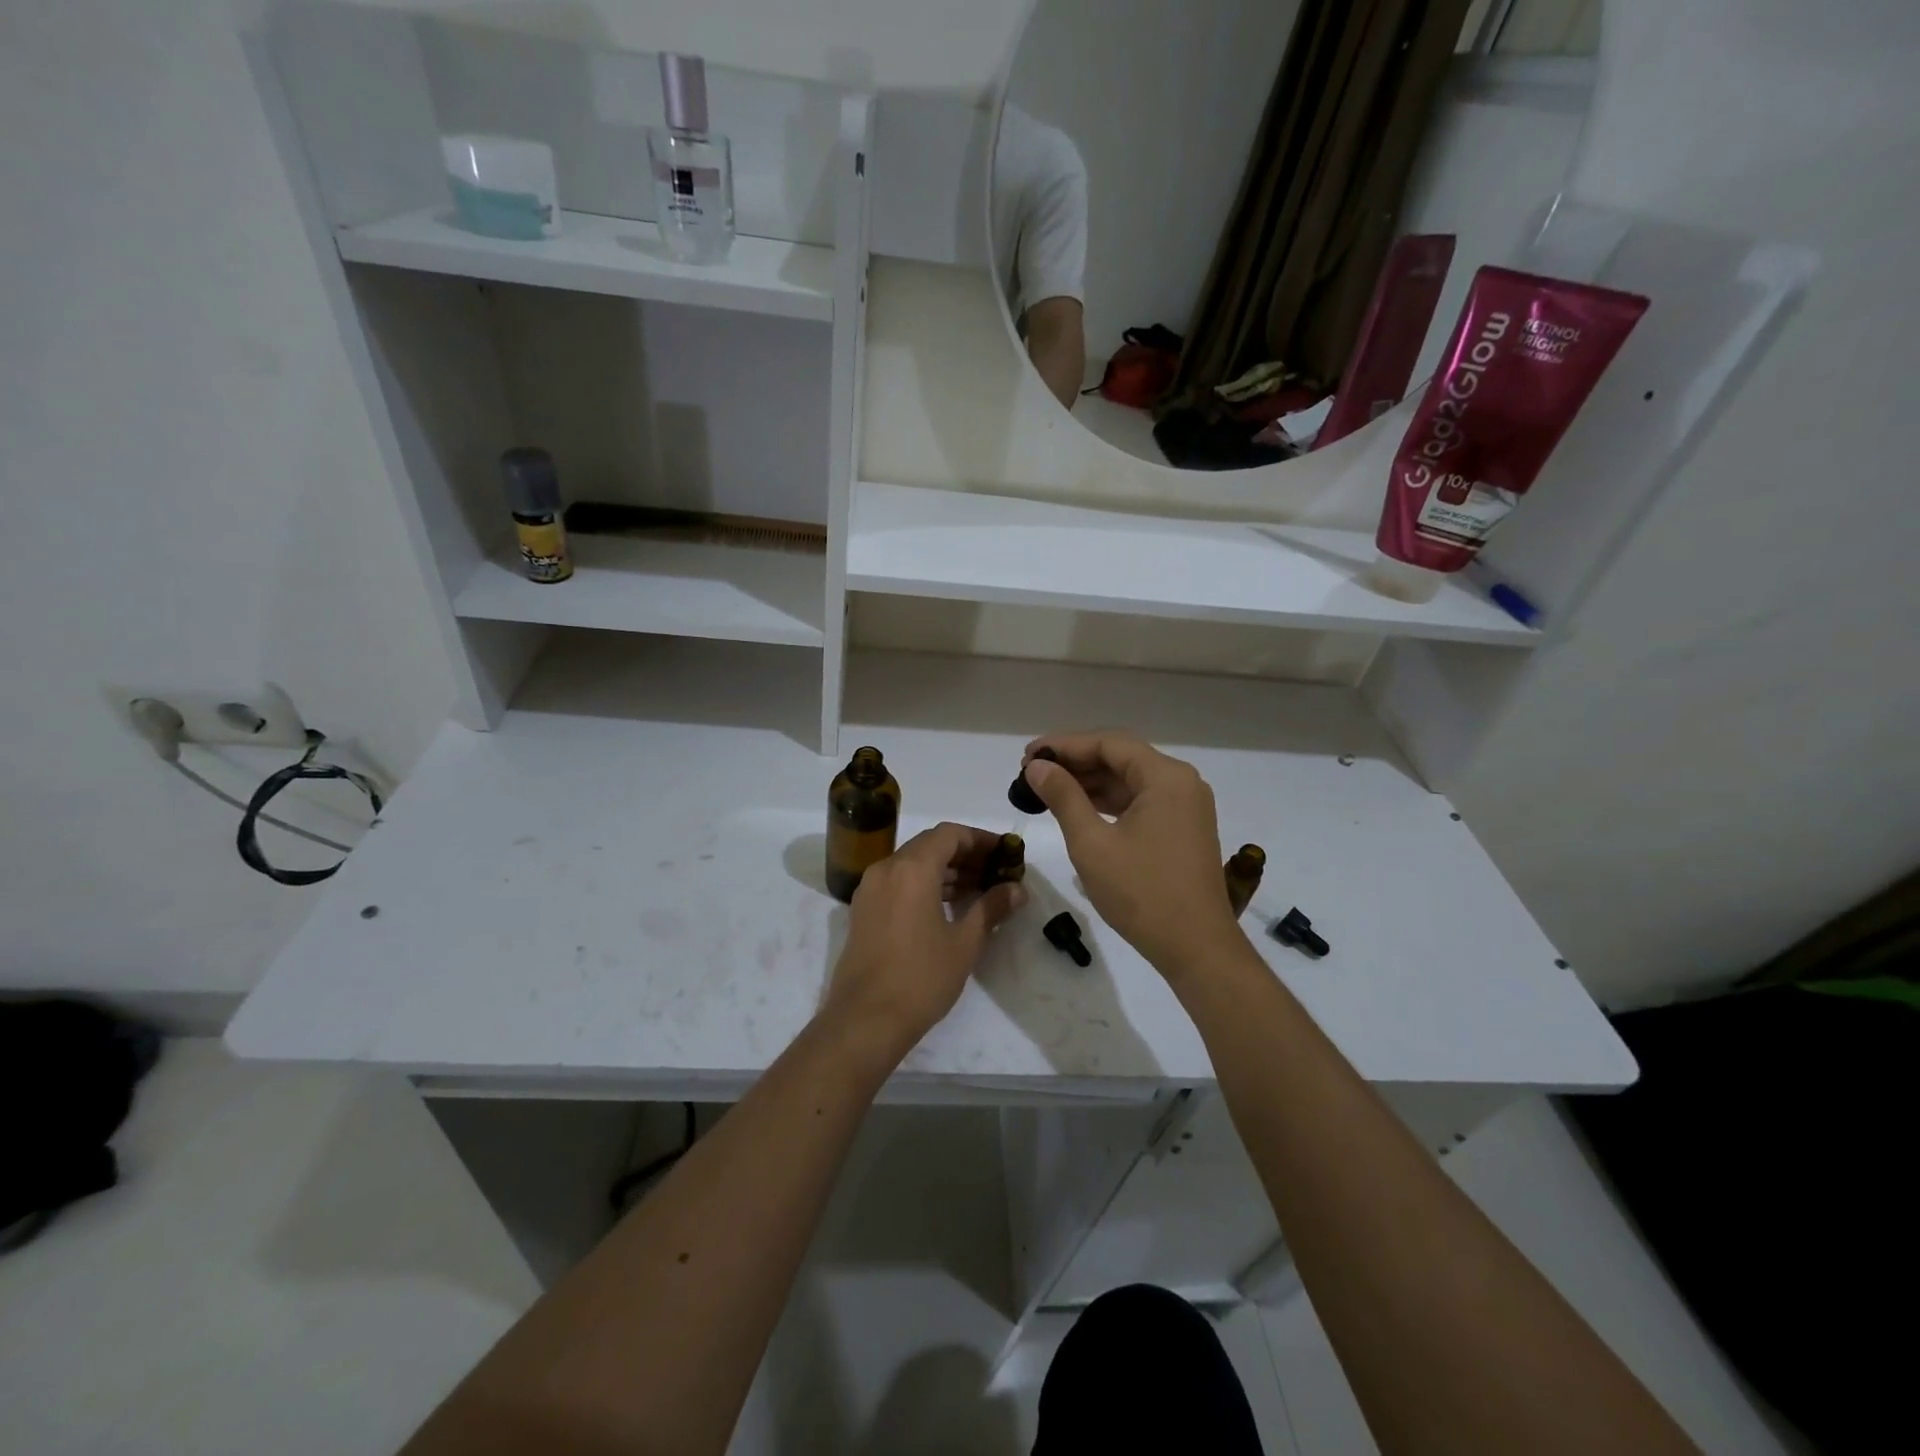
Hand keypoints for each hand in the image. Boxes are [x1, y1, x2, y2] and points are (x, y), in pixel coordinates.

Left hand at [822, 822, 1026, 1058]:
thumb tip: (1017, 889)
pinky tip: (946, 907)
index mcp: (912, 868)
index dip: (980, 839)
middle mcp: (886, 868)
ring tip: (977, 891)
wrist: (866, 1019)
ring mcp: (870, 889)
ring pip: (912, 864)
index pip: (949, 834)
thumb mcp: (964, 942)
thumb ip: (991, 907)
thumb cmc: (921, 977)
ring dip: (944, 870)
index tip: (1004, 854)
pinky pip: (897, 882)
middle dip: (964, 854)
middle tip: (995, 872)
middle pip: (929, 845)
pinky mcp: (863, 910)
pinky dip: (923, 884)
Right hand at [1021, 732, 1239, 977]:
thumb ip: (1063, 797)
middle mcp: (1181, 782)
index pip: (1109, 743)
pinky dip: (1108, 802)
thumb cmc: (1141, 893)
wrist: (1196, 948)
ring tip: (1047, 789)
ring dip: (1090, 782)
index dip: (1065, 745)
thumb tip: (1037, 767)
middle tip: (1032, 772)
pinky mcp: (1182, 828)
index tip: (1028, 755)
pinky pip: (1140, 801)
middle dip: (1075, 762)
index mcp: (1166, 777)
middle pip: (1121, 757)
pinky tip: (1077, 808)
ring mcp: (1185, 806)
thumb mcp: (1092, 843)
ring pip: (1129, 780)